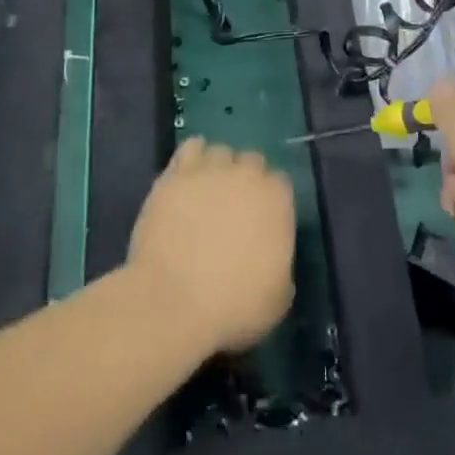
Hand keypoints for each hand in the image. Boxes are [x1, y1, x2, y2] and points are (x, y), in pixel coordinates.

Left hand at [127, 138, 296, 357]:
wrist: (173, 301)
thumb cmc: (233, 306)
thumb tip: (273, 257)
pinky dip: (191, 158)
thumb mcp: (278, 298)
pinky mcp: (176, 174)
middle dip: (245, 180)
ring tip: (205, 194)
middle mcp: (247, 174)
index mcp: (277, 200)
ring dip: (217, 168)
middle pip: (252, 162)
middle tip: (231, 210)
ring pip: (220, 152)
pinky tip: (187, 178)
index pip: (280, 184)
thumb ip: (281, 265)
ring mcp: (210, 170)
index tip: (259, 222)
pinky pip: (190, 148)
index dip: (269, 202)